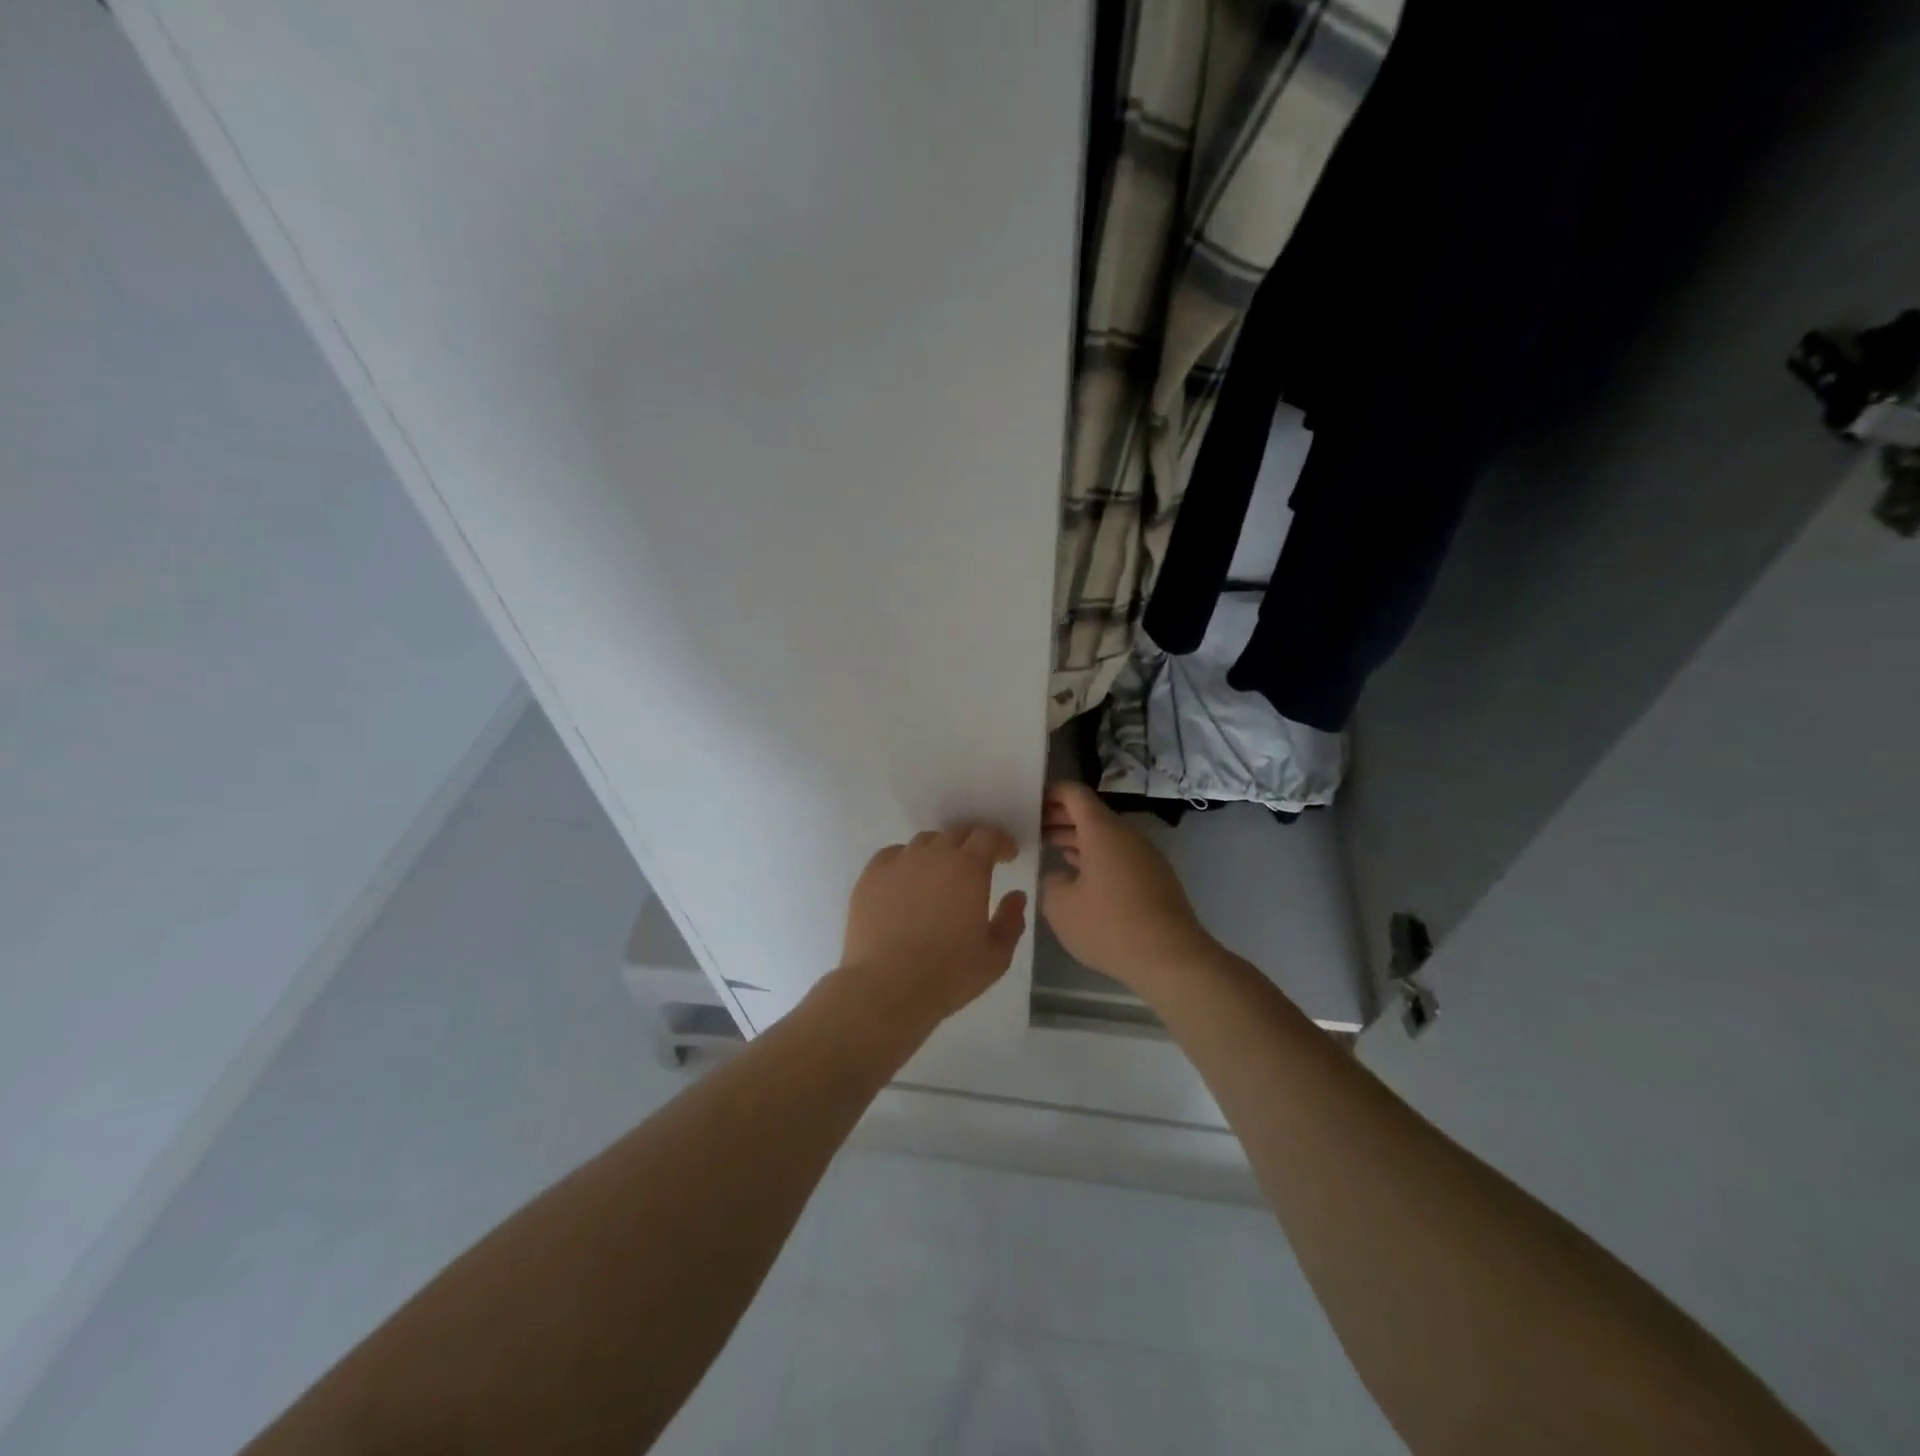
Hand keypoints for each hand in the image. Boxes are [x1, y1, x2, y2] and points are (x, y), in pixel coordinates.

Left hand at [839, 824, 1028, 1028]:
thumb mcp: (996, 956)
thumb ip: (1012, 920)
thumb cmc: (948, 974)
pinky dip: (906, 862)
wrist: (886, 988)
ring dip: (939, 852)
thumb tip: (1016, 896)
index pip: (988, 836)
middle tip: (977, 865)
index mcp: (968, 868)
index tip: (1007, 856)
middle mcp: (933, 854)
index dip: (1001, 842)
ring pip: (924, 843)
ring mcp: (898, 862)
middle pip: (957, 834)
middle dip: (972, 845)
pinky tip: (906, 883)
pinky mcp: (870, 876)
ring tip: (939, 876)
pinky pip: (893, 855)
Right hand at [1040, 782, 1213, 992]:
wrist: (1171, 958)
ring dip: (1077, 840)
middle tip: (1031, 828)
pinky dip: (1095, 859)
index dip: (1050, 793)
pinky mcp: (1155, 879)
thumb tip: (1059, 876)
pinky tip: (1080, 880)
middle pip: (1090, 814)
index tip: (1028, 801)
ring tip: (1050, 851)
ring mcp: (1145, 857)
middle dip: (1060, 818)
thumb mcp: (1061, 906)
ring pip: (1105, 838)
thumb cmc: (1110, 925)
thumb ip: (1050, 882)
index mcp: (1102, 830)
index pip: (1074, 794)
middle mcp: (1127, 835)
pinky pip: (1119, 857)